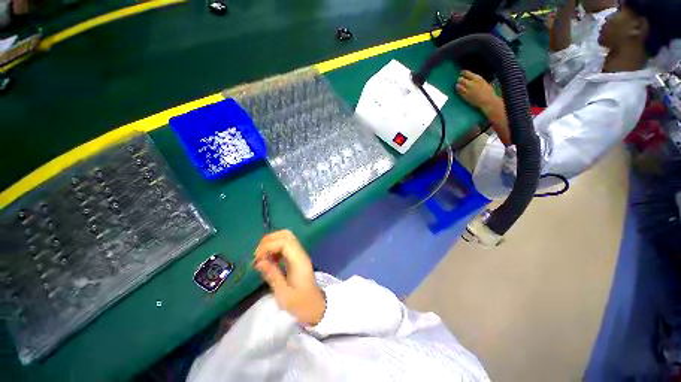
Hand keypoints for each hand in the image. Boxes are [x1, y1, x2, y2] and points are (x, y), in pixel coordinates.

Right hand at [253, 230, 325, 324]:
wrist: (315, 307)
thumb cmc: (300, 304)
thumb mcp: (283, 294)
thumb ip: (272, 275)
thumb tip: (259, 262)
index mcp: (299, 261)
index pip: (285, 242)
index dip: (268, 246)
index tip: (257, 259)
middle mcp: (300, 253)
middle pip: (286, 235)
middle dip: (269, 241)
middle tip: (258, 255)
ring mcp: (300, 254)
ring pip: (286, 237)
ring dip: (271, 243)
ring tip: (262, 257)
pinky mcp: (297, 257)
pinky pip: (286, 245)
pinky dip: (275, 247)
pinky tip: (269, 259)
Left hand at [456, 70, 499, 113]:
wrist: (487, 101)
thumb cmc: (488, 92)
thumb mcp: (484, 82)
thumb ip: (477, 81)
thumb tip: (472, 79)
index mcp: (478, 79)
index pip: (468, 73)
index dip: (463, 72)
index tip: (461, 72)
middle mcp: (472, 83)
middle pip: (462, 79)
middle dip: (460, 79)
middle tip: (459, 79)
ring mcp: (467, 90)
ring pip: (459, 85)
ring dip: (458, 84)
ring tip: (457, 84)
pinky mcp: (465, 96)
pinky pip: (459, 92)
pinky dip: (458, 90)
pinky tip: (458, 89)